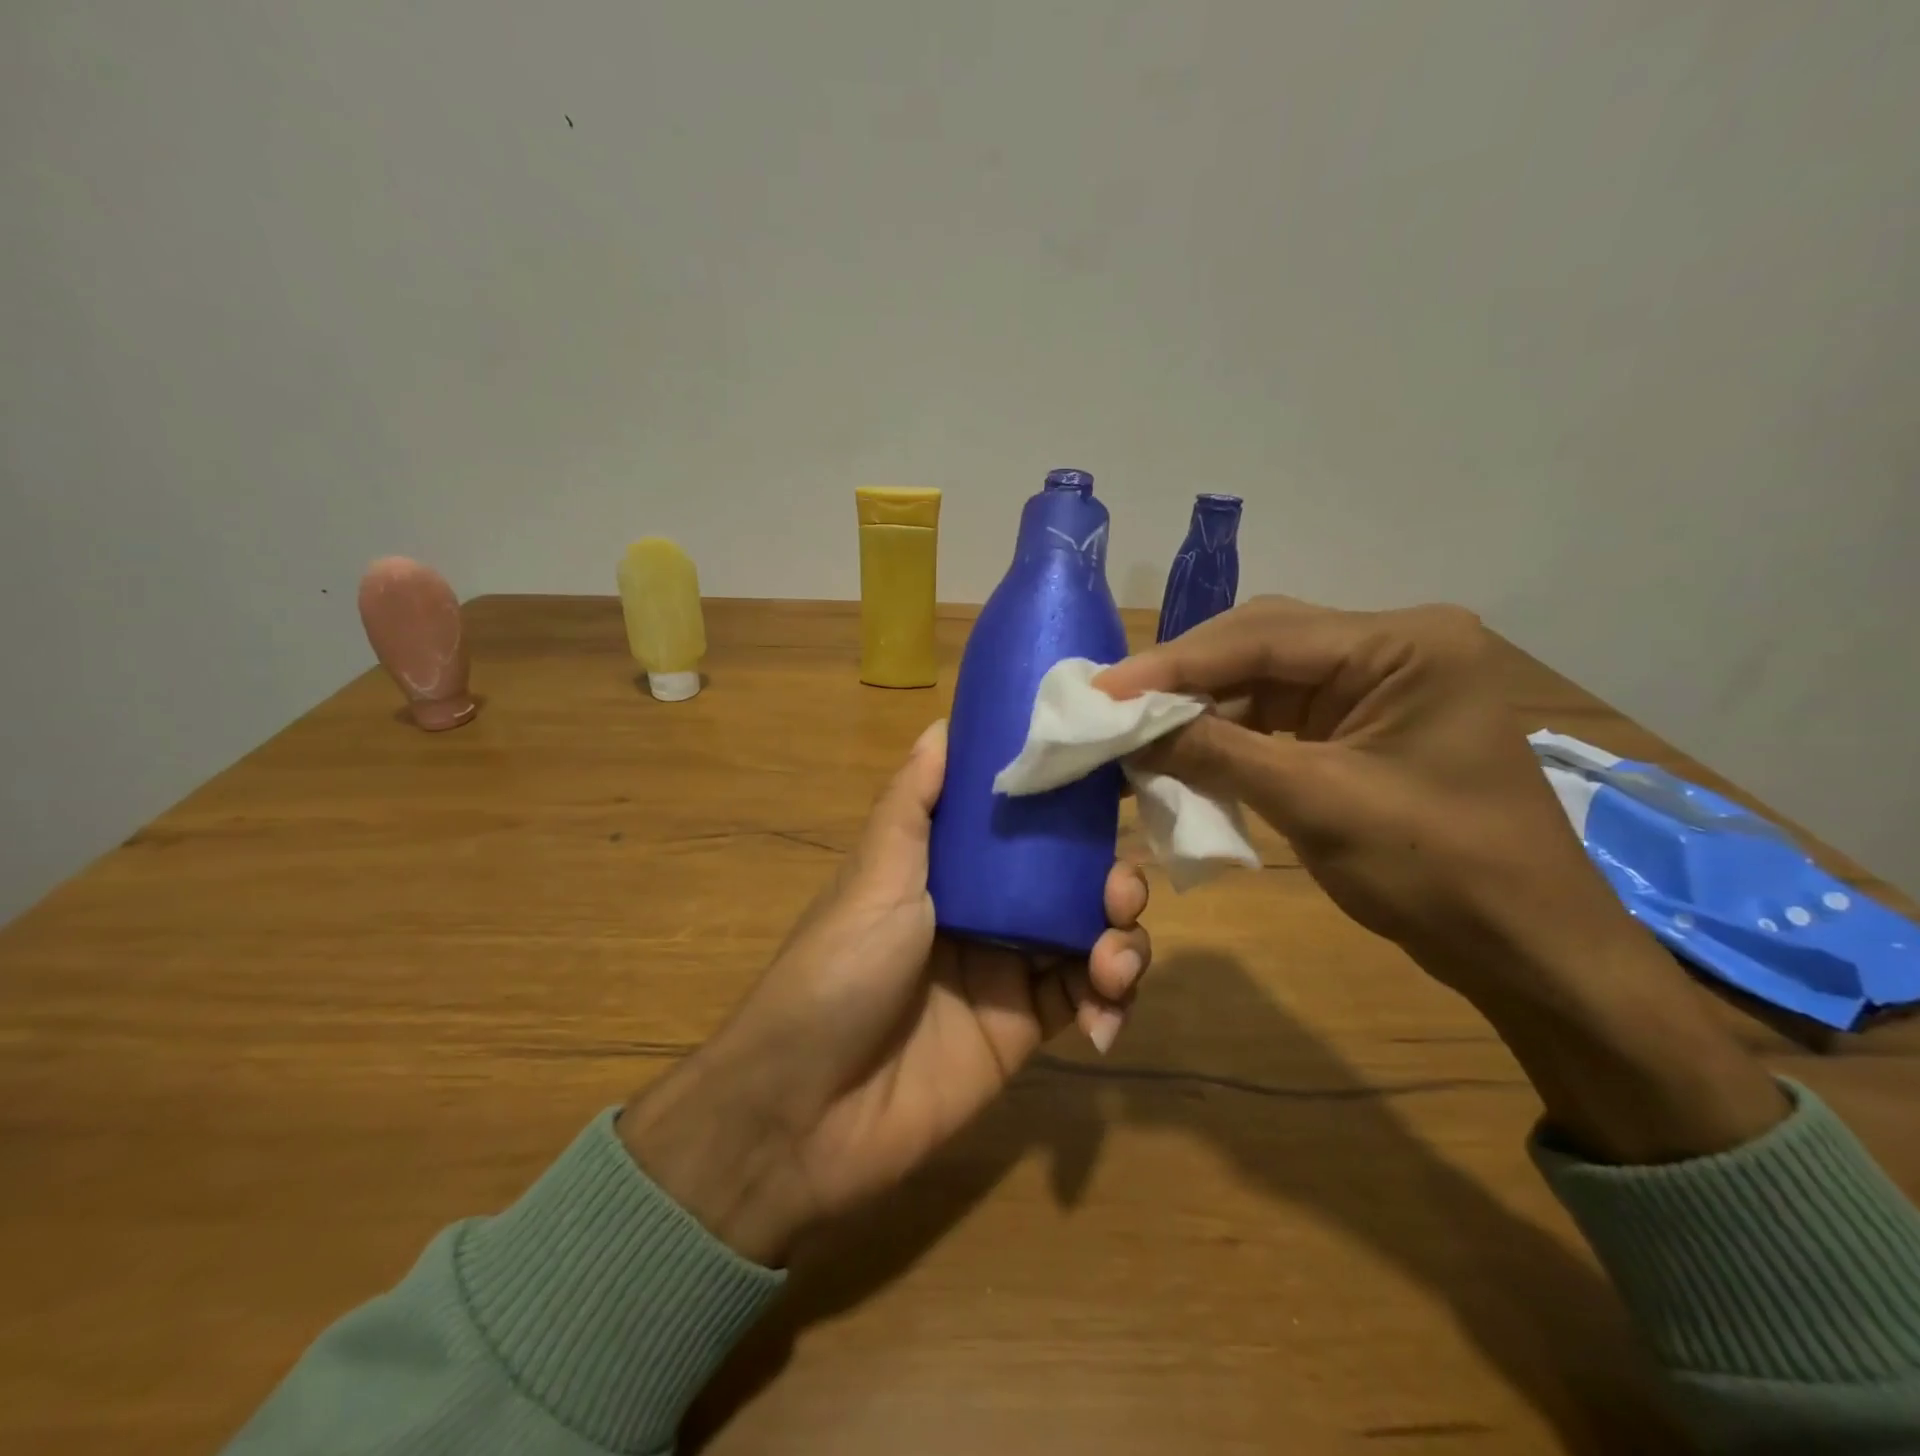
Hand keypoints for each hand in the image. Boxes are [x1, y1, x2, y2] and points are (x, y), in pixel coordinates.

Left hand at [621, 719, 1150, 1261]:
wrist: (806, 1111)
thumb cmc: (837, 972)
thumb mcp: (875, 877)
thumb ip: (913, 804)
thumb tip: (943, 723)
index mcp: (948, 865)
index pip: (1020, 820)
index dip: (1066, 800)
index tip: (1114, 778)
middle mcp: (985, 908)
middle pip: (1069, 877)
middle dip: (1109, 875)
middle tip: (1120, 890)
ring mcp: (1008, 969)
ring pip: (1089, 934)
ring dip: (1122, 936)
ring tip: (1115, 958)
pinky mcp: (1025, 1029)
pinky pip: (1087, 999)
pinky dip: (1111, 998)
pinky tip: (1105, 1012)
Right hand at [1098, 597, 1786, 1163]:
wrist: (1528, 949)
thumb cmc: (1440, 873)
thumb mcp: (1318, 804)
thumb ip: (1218, 754)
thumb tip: (1130, 730)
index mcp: (1404, 645)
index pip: (1263, 636)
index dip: (1173, 664)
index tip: (1102, 689)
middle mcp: (1392, 646)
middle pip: (1261, 643)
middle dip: (1183, 677)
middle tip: (1113, 704)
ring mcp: (1378, 683)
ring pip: (1263, 677)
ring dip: (1201, 706)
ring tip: (1136, 728)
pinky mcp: (1362, 721)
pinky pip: (1279, 713)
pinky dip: (1229, 732)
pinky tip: (1184, 748)